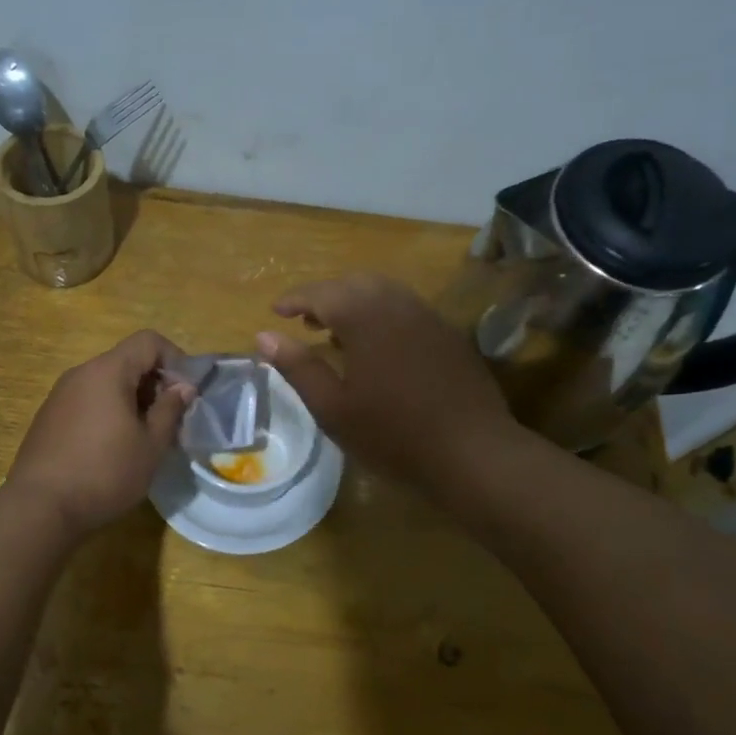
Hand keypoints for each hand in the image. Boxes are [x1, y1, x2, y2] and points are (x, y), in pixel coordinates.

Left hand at [7, 330, 195, 535]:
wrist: (39, 508)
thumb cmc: (104, 473)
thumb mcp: (151, 445)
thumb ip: (170, 409)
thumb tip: (183, 387)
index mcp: (108, 371)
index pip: (148, 341)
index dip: (175, 359)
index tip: (186, 393)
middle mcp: (81, 373)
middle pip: (127, 360)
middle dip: (155, 383)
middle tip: (169, 420)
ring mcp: (60, 394)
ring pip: (107, 382)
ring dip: (132, 399)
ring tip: (144, 437)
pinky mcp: (49, 417)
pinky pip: (88, 400)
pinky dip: (109, 411)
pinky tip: (113, 448)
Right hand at [256, 274, 517, 488]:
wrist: (472, 451)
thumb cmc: (392, 433)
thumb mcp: (332, 407)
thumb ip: (298, 367)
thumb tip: (264, 336)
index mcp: (365, 316)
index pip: (321, 293)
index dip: (295, 299)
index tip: (276, 310)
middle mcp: (397, 304)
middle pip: (354, 283)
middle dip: (326, 296)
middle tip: (305, 321)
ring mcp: (428, 316)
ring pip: (384, 292)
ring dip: (355, 303)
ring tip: (337, 333)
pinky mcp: (448, 334)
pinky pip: (406, 309)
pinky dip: (382, 314)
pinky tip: (378, 347)